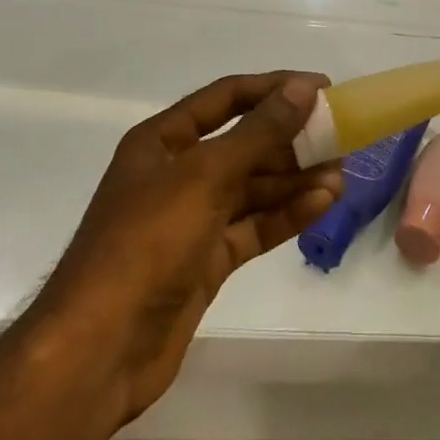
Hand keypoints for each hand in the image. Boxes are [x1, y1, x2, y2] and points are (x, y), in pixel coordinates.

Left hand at [29, 73, 340, 430]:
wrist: (99, 351)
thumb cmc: (146, 243)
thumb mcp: (204, 176)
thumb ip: (258, 132)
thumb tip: (302, 89)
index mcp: (163, 140)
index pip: (226, 98)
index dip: (274, 88)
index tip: (322, 88)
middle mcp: (177, 173)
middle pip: (243, 143)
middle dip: (290, 138)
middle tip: (340, 135)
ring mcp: (192, 219)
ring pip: (253, 187)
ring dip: (295, 179)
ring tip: (341, 174)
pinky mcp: (206, 260)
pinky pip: (253, 226)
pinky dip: (286, 215)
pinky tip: (323, 204)